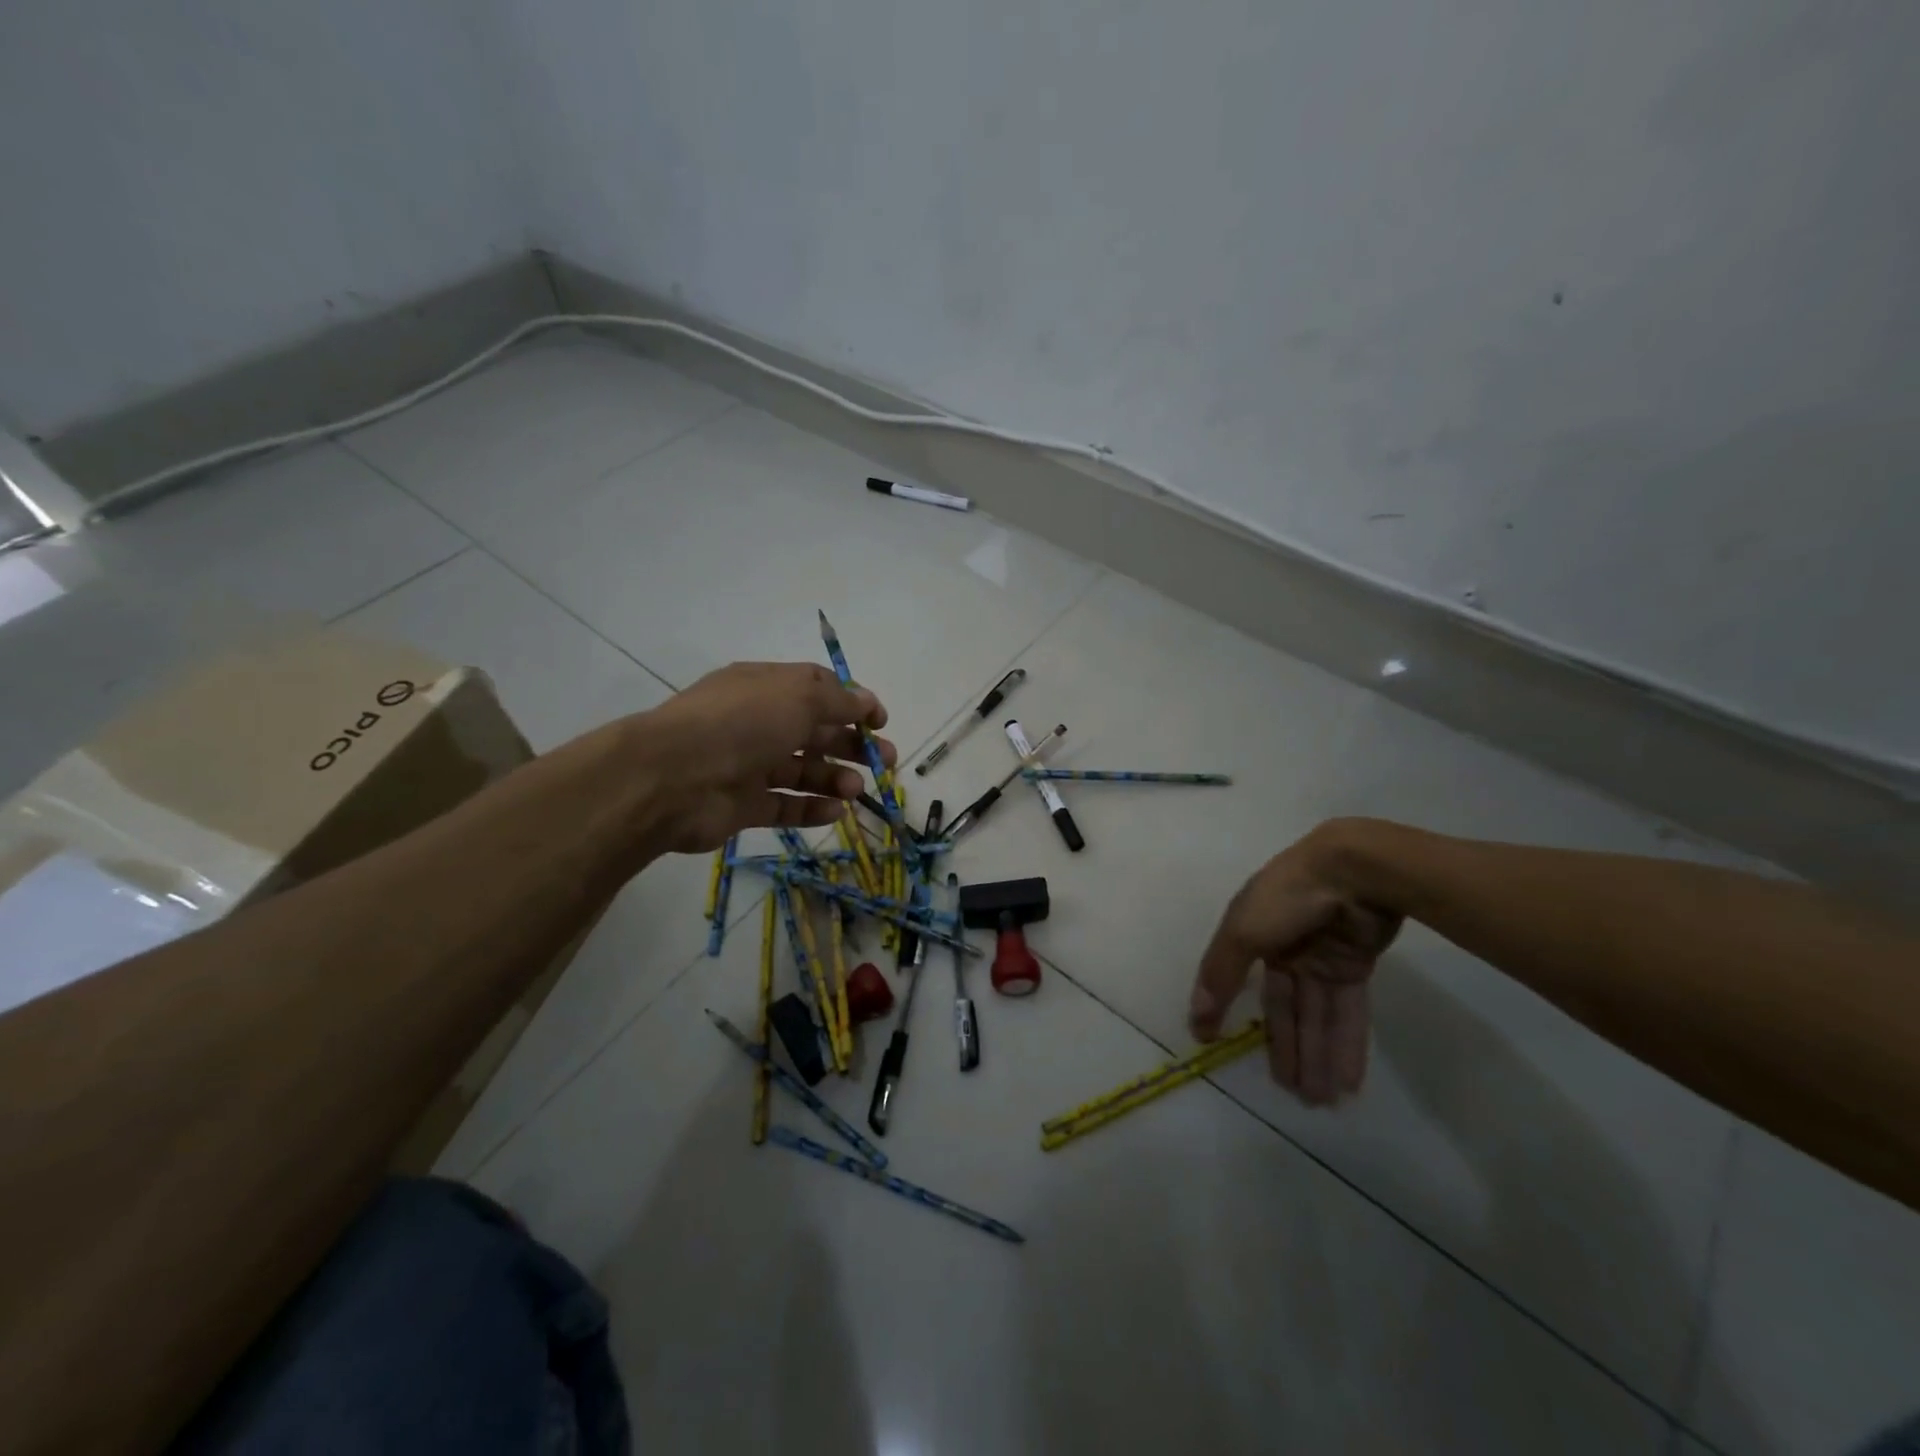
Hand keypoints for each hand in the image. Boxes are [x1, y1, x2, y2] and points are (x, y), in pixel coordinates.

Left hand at [630, 661, 894, 853]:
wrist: (674, 778)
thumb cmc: (742, 723)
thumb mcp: (799, 697)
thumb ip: (838, 700)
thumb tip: (867, 700)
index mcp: (765, 687)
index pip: (816, 689)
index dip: (852, 703)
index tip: (880, 722)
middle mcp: (757, 722)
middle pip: (814, 732)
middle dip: (852, 745)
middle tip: (886, 762)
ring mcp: (748, 765)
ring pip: (801, 771)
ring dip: (834, 778)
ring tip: (857, 790)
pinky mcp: (742, 805)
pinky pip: (784, 805)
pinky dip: (811, 809)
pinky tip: (836, 812)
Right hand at [1190, 822, 1401, 1105]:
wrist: (1352, 871)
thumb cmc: (1286, 897)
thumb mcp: (1242, 931)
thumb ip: (1220, 974)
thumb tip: (1195, 1016)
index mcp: (1250, 933)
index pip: (1235, 980)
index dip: (1223, 1011)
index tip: (1211, 1044)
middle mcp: (1282, 947)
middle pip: (1283, 1007)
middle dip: (1288, 1050)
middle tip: (1294, 1097)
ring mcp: (1320, 957)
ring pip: (1317, 1015)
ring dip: (1319, 1056)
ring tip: (1321, 1102)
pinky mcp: (1355, 965)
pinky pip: (1348, 1011)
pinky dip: (1347, 1043)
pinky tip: (1348, 1080)